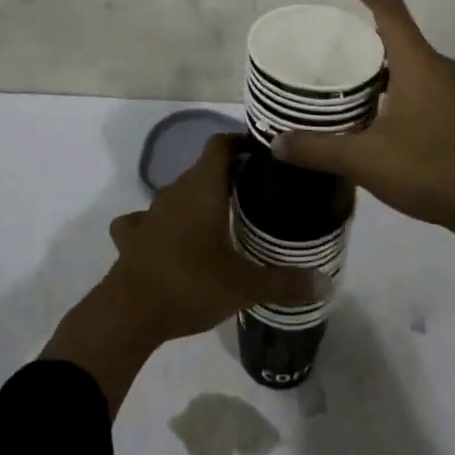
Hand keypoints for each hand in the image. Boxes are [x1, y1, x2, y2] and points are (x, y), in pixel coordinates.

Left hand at [43, 134, 324, 410]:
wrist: (130, 312)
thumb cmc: (192, 284)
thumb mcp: (245, 286)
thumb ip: (284, 282)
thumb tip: (324, 280)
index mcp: (203, 187)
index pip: (221, 144)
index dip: (240, 143)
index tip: (261, 155)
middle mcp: (176, 190)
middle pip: (203, 169)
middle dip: (227, 177)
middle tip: (253, 195)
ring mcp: (150, 212)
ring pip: (178, 194)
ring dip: (196, 202)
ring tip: (219, 221)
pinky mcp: (132, 236)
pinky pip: (147, 220)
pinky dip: (160, 225)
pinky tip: (170, 241)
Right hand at [271, 0, 454, 235]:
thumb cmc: (430, 171)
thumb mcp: (366, 161)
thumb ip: (318, 149)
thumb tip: (276, 143)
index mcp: (417, 62)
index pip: (388, 6)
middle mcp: (436, 65)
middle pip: (397, 30)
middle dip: (364, 26)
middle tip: (329, 37)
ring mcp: (451, 87)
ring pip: (409, 57)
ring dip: (379, 57)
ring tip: (346, 73)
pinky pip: (420, 77)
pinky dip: (394, 79)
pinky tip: (375, 108)